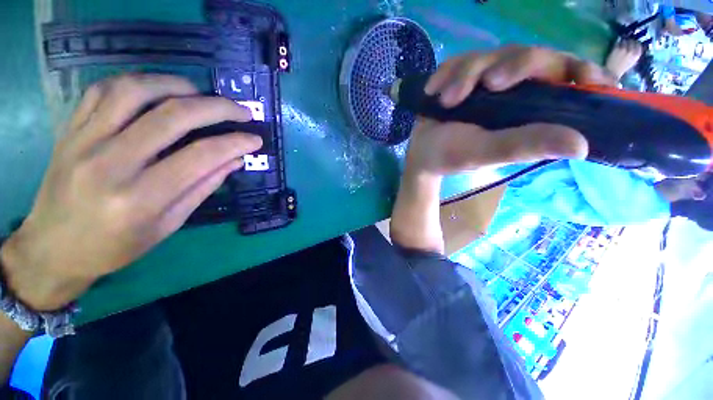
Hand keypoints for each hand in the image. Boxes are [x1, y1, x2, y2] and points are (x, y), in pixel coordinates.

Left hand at [0, 74, 261, 310]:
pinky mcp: (69, 129)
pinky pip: (103, 89)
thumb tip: (235, 159)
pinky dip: (138, 82)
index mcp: (140, 198)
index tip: (255, 139)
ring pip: (136, 91)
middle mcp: (110, 163)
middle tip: (241, 111)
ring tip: (200, 94)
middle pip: (173, 117)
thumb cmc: (115, 246)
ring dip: (177, 85)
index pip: (201, 156)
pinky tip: (157, 90)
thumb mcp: (169, 225)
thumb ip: (203, 187)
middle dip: (217, 108)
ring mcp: (84, 141)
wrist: (54, 248)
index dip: (235, 143)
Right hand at [404, 46, 616, 175]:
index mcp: (533, 111)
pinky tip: (433, 89)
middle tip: (488, 83)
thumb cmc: (452, 157)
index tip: (581, 77)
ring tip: (446, 100)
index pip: (572, 80)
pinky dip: (447, 71)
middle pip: (532, 56)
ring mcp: (489, 80)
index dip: (584, 73)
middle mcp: (518, 91)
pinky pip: (461, 59)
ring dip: (467, 73)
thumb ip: (525, 145)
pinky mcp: (464, 76)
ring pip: (493, 54)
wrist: (422, 153)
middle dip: (512, 64)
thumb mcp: (487, 153)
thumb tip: (582, 146)